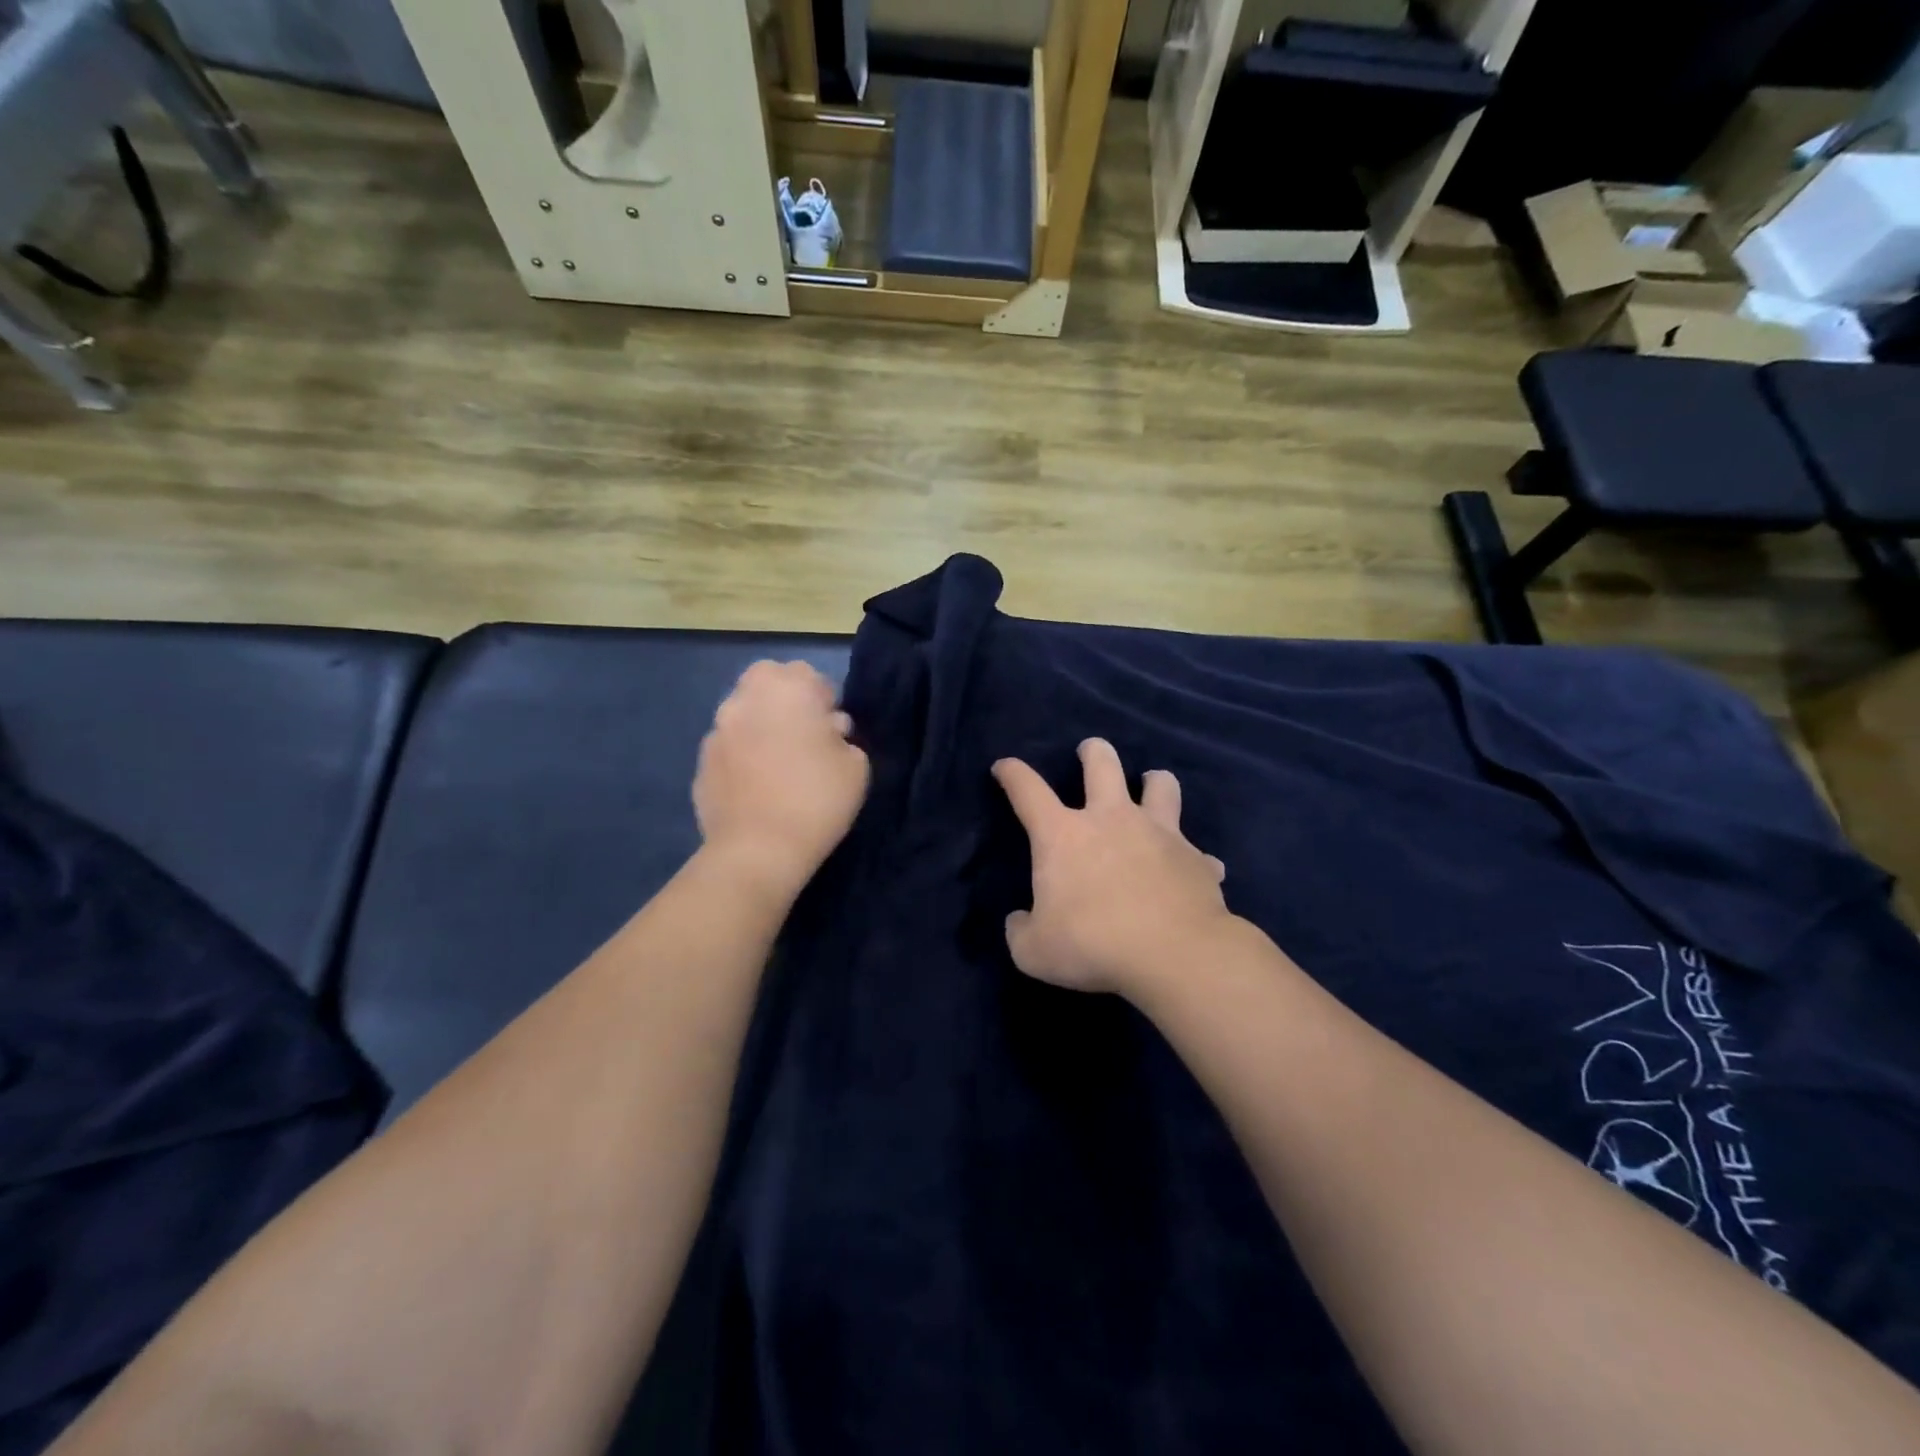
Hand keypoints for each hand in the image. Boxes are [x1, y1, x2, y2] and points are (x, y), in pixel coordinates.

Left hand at [694, 662, 869, 893]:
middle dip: (785, 699)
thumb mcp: (856, 765)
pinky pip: (728, 747)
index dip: (823, 699)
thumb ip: (842, 737)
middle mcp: (745, 699)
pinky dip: (742, 756)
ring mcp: (717, 730)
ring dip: (760, 725)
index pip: (807, 674)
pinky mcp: (701, 763)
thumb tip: (826, 732)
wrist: (758, 850)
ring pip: (743, 712)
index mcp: (787, 690)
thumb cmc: (817, 799)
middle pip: (767, 681)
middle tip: (804, 736)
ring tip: (778, 763)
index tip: (832, 729)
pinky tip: (757, 786)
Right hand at [993, 739, 1231, 997]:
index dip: (1012, 774)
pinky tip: (1190, 871)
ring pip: (1162, 785)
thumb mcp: (1034, 951)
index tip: (1004, 766)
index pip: (1028, 790)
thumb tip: (1020, 921)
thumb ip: (1021, 931)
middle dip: (1093, 751)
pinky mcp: (1197, 858)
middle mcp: (1111, 820)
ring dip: (1154, 782)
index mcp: (1063, 835)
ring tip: (1152, 786)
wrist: (1174, 955)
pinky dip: (1191, 859)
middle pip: (1102, 764)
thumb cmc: (1093, 945)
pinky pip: (1197, 852)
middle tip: (1089, 751)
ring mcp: (1160, 833)